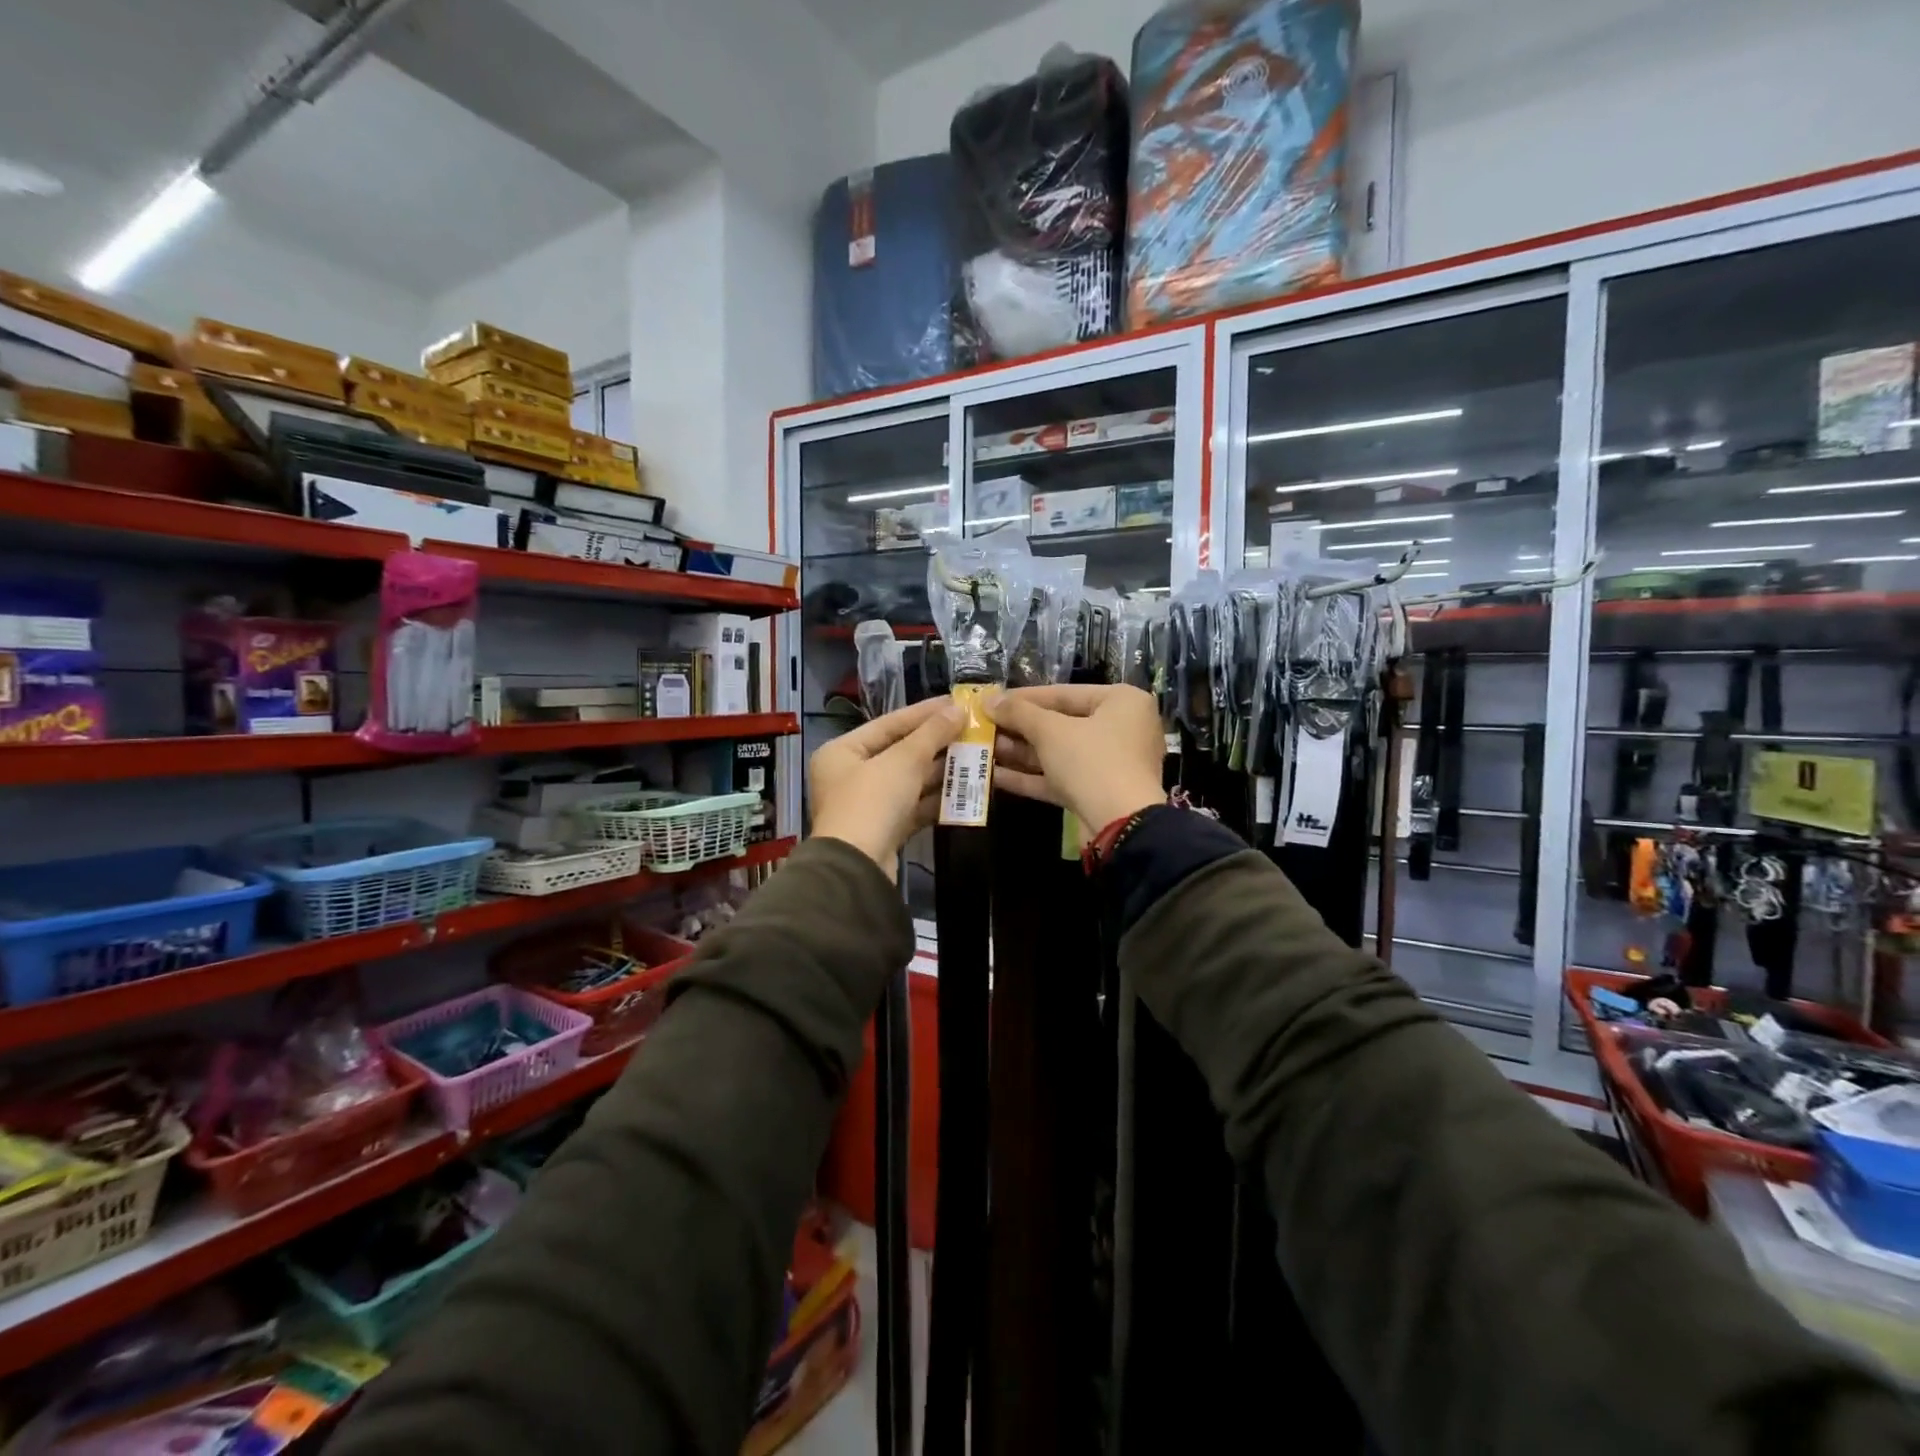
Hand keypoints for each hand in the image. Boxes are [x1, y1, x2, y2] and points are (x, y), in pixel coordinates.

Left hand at [809, 697, 964, 875]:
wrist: (858, 868)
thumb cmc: (872, 802)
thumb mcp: (904, 761)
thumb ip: (932, 733)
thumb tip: (958, 709)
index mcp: (842, 751)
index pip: (889, 723)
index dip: (924, 712)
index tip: (956, 703)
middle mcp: (849, 775)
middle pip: (899, 752)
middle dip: (936, 744)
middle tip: (972, 731)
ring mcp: (867, 805)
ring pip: (909, 781)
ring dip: (940, 771)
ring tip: (975, 757)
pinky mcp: (883, 830)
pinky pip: (913, 806)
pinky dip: (935, 799)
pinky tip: (964, 791)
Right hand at [985, 685, 1164, 829]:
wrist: (1121, 826)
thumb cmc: (1091, 761)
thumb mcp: (1050, 731)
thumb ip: (1018, 712)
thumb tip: (989, 700)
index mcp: (1121, 702)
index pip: (1064, 694)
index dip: (1023, 697)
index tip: (992, 701)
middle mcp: (1120, 729)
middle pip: (1060, 724)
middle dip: (1019, 728)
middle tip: (984, 726)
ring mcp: (1109, 764)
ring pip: (1058, 753)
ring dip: (1020, 753)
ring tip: (983, 749)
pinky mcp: (1096, 793)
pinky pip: (1060, 778)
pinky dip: (1030, 776)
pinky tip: (994, 776)